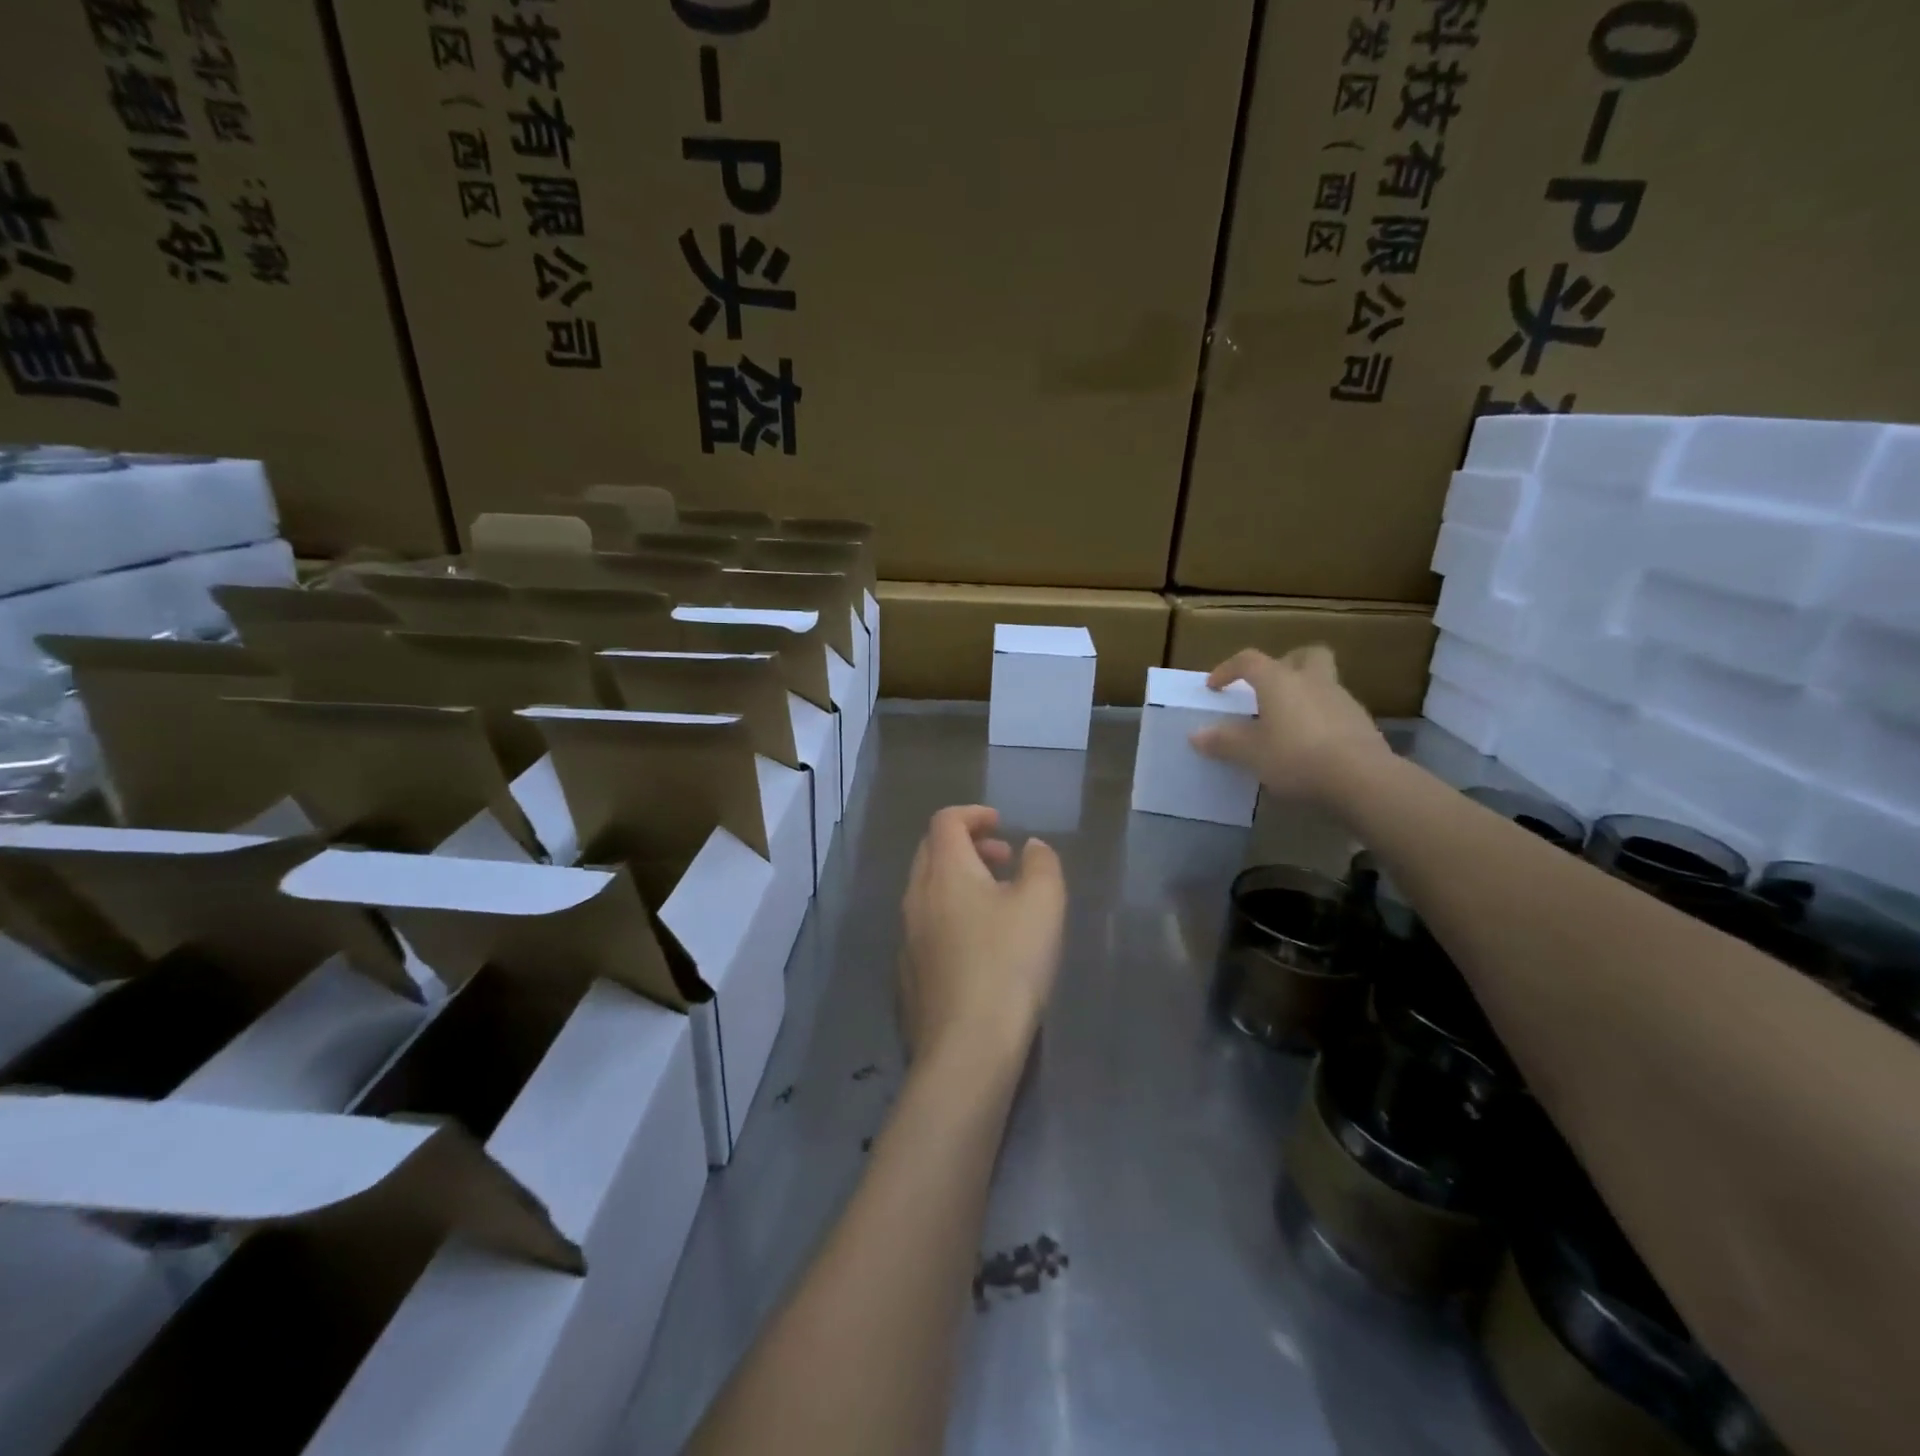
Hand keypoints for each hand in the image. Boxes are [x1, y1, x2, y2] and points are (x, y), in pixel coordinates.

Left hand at [900, 805, 1065, 1065]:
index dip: (973, 814)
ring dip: (959, 880)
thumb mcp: (1043, 905)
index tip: (1001, 824)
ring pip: (927, 889)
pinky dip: (950, 913)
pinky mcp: (907, 972)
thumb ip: (1042, 864)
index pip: (946, 821)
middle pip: (932, 851)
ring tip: (998, 901)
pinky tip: (978, 944)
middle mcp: (915, 896)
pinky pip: (925, 924)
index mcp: (944, 872)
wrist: (966, 1048)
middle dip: (967, 845)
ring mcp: (906, 937)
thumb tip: (1031, 847)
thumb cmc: (1008, 965)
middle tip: (1003, 859)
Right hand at [1190, 645, 1391, 804]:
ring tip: (1287, 724)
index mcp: (1280, 680)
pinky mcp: (1362, 724)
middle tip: (1269, 686)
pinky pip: (1335, 711)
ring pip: (1323, 683)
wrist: (1361, 778)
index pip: (1249, 661)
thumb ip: (1223, 742)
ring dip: (1304, 695)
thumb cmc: (1296, 756)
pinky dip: (1320, 720)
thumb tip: (1196, 734)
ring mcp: (1342, 700)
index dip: (1228, 669)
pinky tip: (1310, 745)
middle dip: (1286, 663)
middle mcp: (1312, 680)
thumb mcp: (1250, 753)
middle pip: (1305, 655)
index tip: (1215, 687)